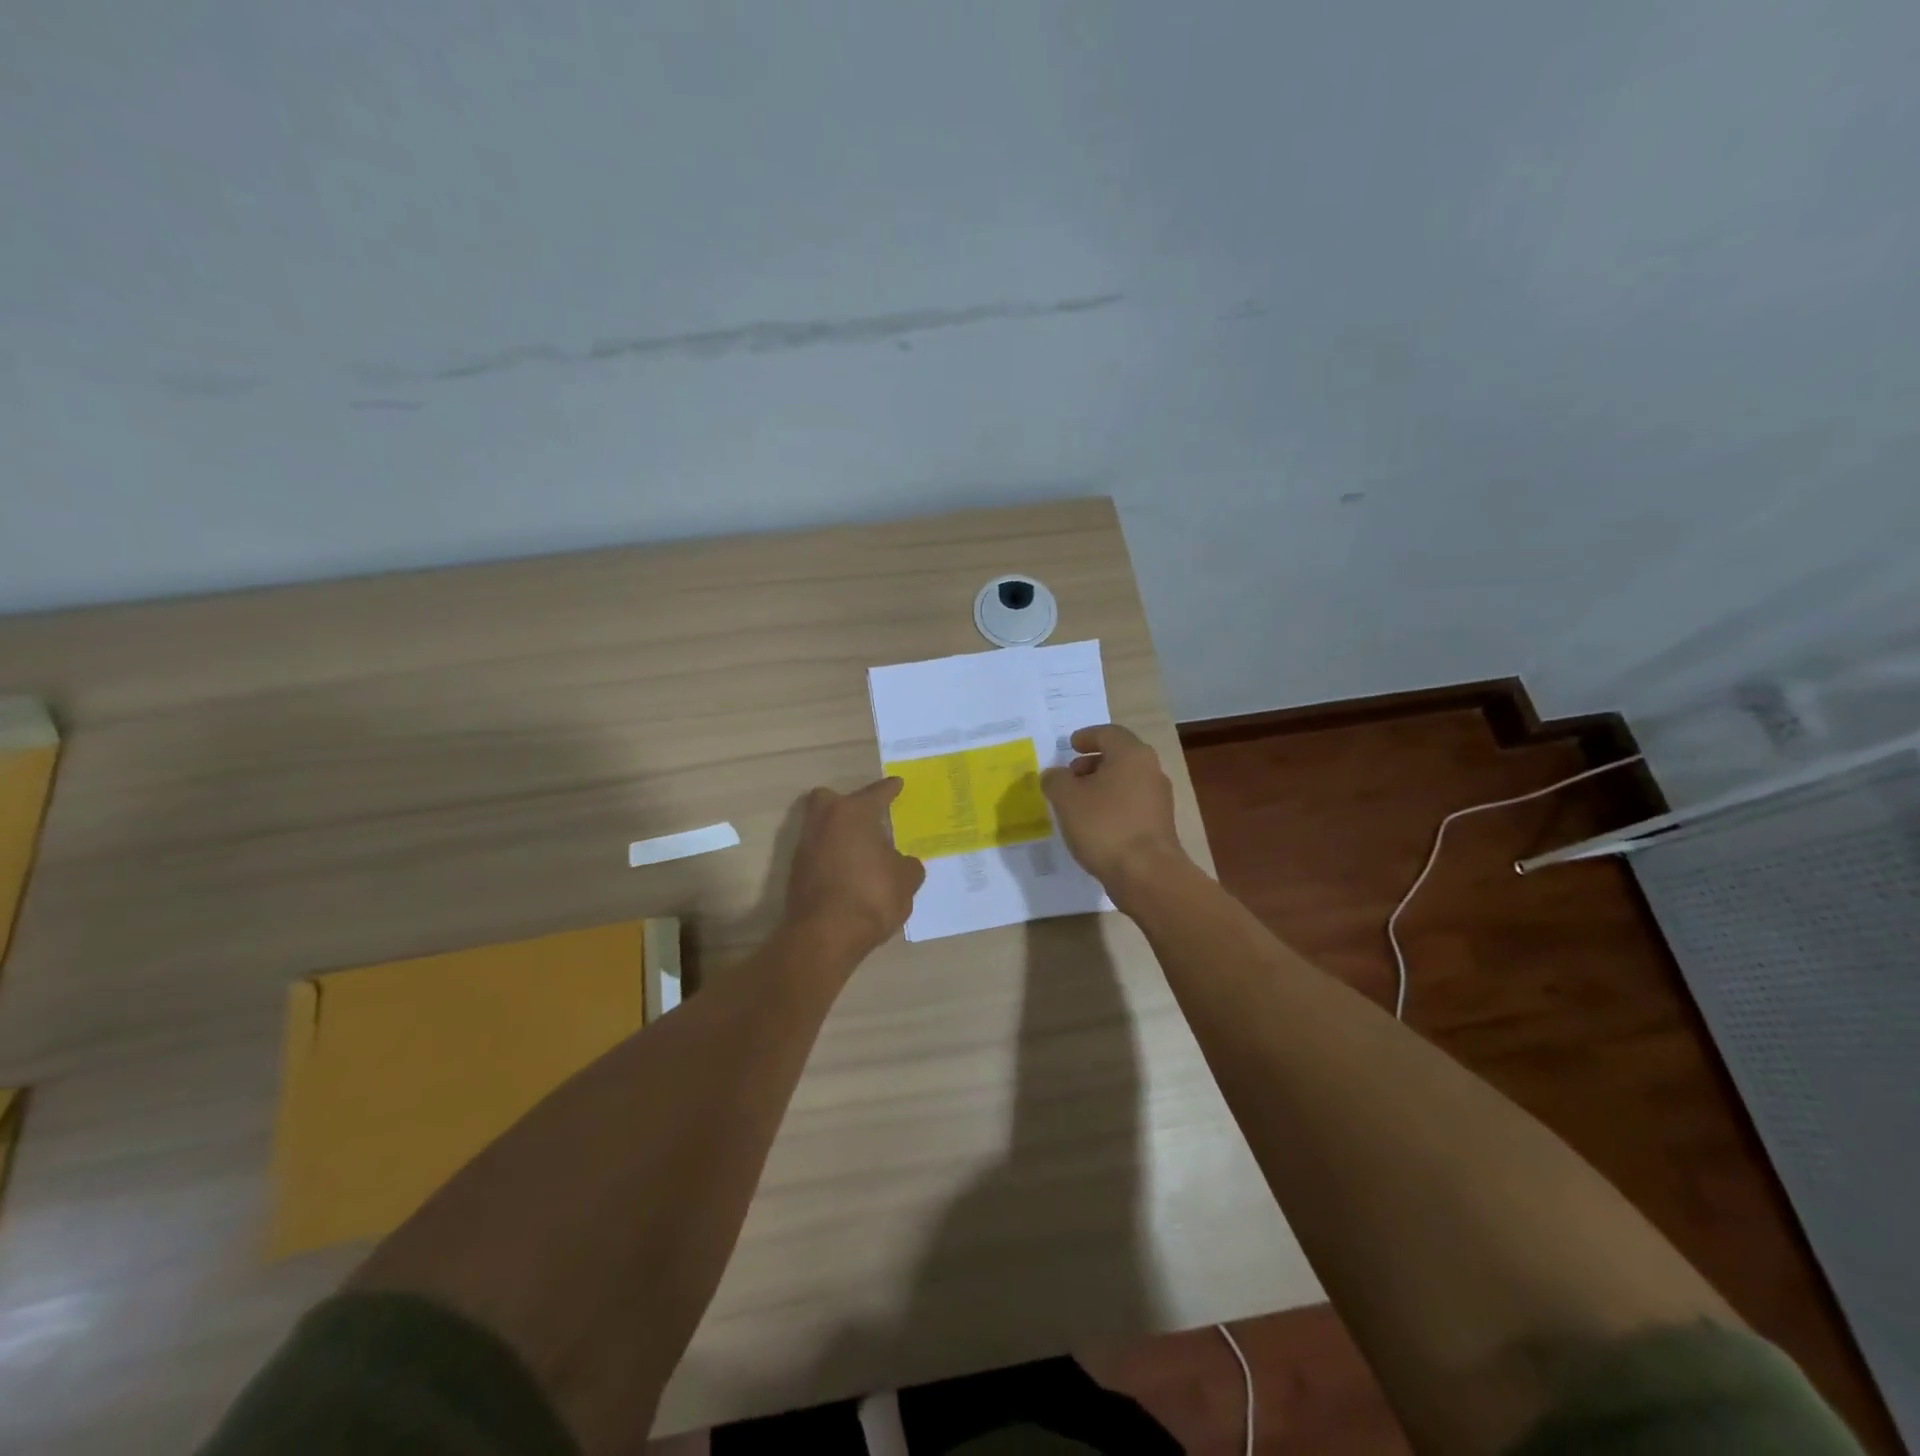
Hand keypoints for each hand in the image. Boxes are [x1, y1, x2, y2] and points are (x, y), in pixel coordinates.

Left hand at [783, 778, 925, 963]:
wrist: (824, 936)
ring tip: (862, 850)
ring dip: (839, 833)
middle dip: (846, 804)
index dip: (890, 789)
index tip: (897, 784)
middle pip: (830, 799)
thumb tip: (904, 863)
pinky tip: (849, 871)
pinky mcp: (796, 871)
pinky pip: (818, 852)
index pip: (876, 792)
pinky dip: (832, 856)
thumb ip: (908, 865)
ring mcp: (805, 846)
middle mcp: (824, 821)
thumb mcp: (906, 881)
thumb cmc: (871, 897)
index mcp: (853, 813)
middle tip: (867, 817)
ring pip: (821, 826)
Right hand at [1042, 724, 1189, 907]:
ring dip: (1101, 786)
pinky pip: (1131, 804)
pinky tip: (1093, 824)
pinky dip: (1111, 806)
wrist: (1146, 874)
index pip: (1108, 733)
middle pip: (1119, 757)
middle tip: (1070, 776)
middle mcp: (1150, 770)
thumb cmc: (1104, 825)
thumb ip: (1056, 780)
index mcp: (1131, 754)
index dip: (1086, 737)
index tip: (1070, 745)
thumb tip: (1055, 776)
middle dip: (1091, 763)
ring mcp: (1158, 799)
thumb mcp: (1066, 798)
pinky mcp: (1158, 824)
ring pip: (1125, 781)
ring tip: (1076, 803)